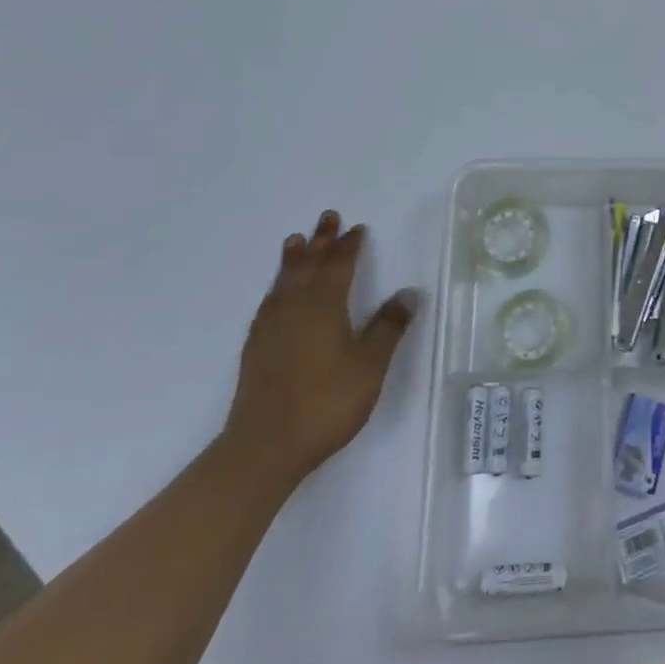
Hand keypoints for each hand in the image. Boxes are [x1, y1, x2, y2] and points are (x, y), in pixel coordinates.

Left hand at [223, 210, 418, 488]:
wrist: (264, 446)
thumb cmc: (326, 402)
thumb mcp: (370, 365)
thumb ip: (388, 327)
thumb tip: (408, 293)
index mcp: (325, 305)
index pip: (339, 265)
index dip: (349, 246)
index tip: (357, 228)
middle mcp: (295, 307)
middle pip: (309, 265)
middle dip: (321, 241)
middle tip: (327, 217)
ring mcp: (271, 328)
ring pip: (284, 281)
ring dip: (294, 259)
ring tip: (295, 240)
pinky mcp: (256, 348)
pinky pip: (269, 302)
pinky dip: (277, 287)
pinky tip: (277, 294)